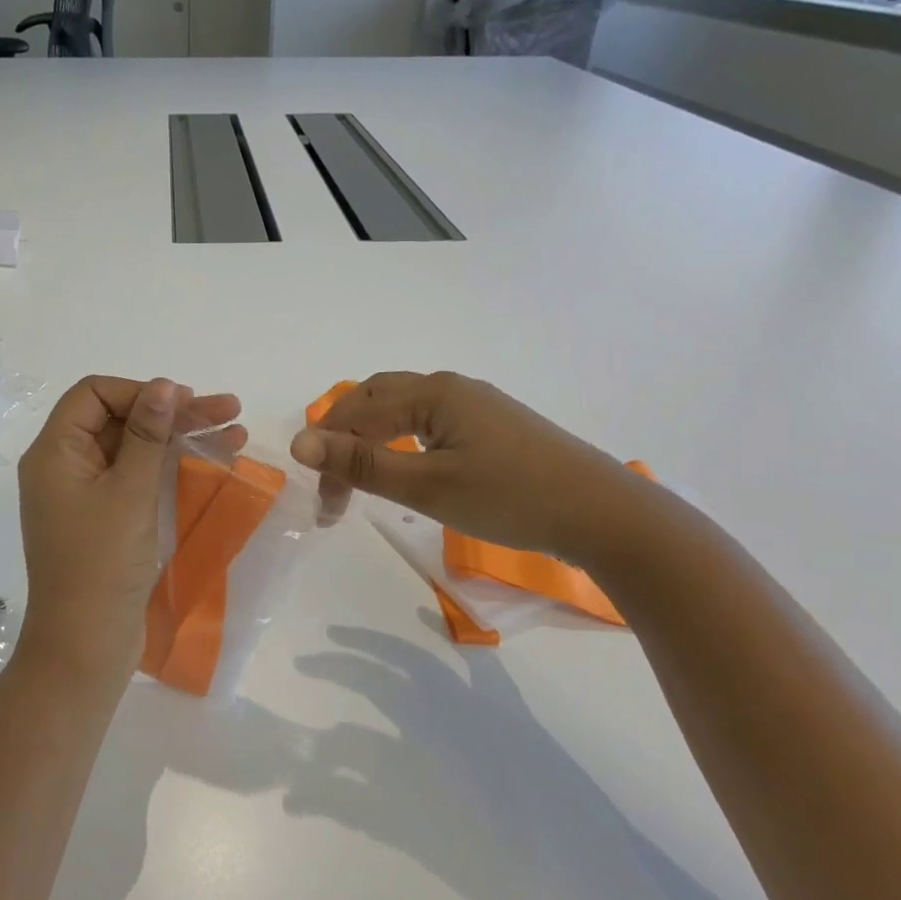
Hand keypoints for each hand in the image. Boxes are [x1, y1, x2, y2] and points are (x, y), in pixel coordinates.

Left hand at [18, 376, 243, 677]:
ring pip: (135, 449)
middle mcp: (65, 466)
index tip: (184, 403)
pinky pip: (138, 479)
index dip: (140, 391)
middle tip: (230, 410)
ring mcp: (86, 494)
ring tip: (236, 430)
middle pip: (119, 419)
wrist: (86, 646)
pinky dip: (172, 468)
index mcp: (55, 452)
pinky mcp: (106, 519)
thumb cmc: (102, 564)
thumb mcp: (129, 492)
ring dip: (181, 438)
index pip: (94, 394)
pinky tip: (215, 460)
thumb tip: (163, 386)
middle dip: (173, 413)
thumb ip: (147, 434)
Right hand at [290, 371, 642, 561]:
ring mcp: (476, 404)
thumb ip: (361, 464)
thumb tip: (298, 443)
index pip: (356, 413)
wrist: (602, 512)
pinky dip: (401, 442)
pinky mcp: (493, 425)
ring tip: (361, 478)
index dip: (329, 454)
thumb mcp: (427, 485)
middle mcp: (450, 387)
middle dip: (345, 440)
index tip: (324, 506)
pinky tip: (408, 467)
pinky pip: (429, 422)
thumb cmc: (510, 498)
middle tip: (335, 489)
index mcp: (432, 392)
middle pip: (375, 400)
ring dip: (372, 439)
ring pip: (402, 410)